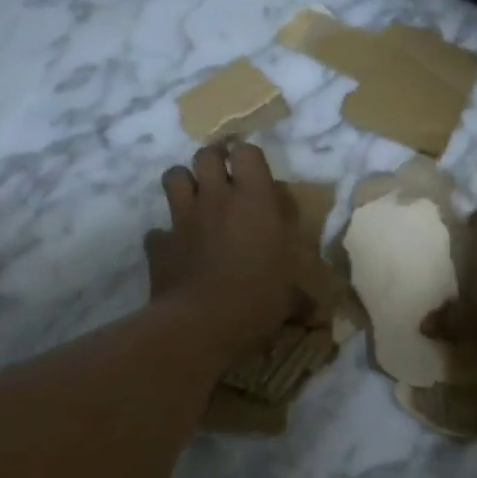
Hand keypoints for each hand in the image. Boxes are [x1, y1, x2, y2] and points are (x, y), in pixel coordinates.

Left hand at [146, 142, 303, 357]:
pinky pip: (157, 231)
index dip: (248, 157)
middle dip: (213, 159)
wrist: (200, 324)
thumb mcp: (288, 299)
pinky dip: (164, 237)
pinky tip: (175, 249)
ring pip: (173, 177)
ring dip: (183, 183)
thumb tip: (319, 316)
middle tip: (222, 175)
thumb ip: (300, 299)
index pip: (247, 153)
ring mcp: (183, 219)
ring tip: (194, 198)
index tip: (253, 171)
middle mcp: (217, 200)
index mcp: (254, 202)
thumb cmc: (256, 300)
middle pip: (206, 155)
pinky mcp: (159, 244)